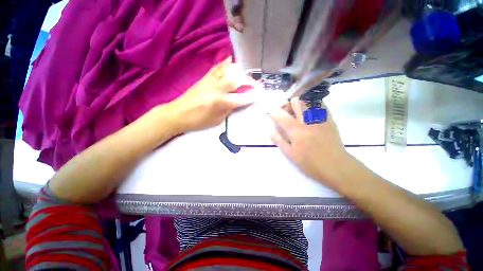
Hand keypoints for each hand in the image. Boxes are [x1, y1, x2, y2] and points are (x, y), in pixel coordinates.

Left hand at [169, 57, 254, 132]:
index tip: (260, 95)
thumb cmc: (199, 121)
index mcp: (221, 102)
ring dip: (240, 72)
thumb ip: (229, 110)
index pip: (242, 98)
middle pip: (238, 80)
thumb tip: (237, 103)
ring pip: (229, 71)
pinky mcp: (205, 78)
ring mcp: (211, 81)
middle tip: (255, 85)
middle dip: (249, 82)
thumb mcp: (217, 120)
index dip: (252, 97)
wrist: (178, 113)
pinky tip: (231, 60)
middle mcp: (218, 88)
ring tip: (246, 76)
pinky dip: (225, 63)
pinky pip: (217, 67)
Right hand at [269, 98, 350, 187]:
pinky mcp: (329, 119)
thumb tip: (270, 130)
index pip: (281, 115)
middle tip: (285, 113)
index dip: (273, 113)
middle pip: (296, 101)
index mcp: (297, 131)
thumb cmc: (311, 163)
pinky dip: (310, 106)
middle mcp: (308, 121)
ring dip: (299, 104)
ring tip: (297, 113)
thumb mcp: (290, 155)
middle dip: (287, 104)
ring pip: (308, 100)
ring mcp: (321, 118)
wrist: (337, 166)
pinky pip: (319, 104)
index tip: (271, 115)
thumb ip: (279, 140)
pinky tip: (308, 115)